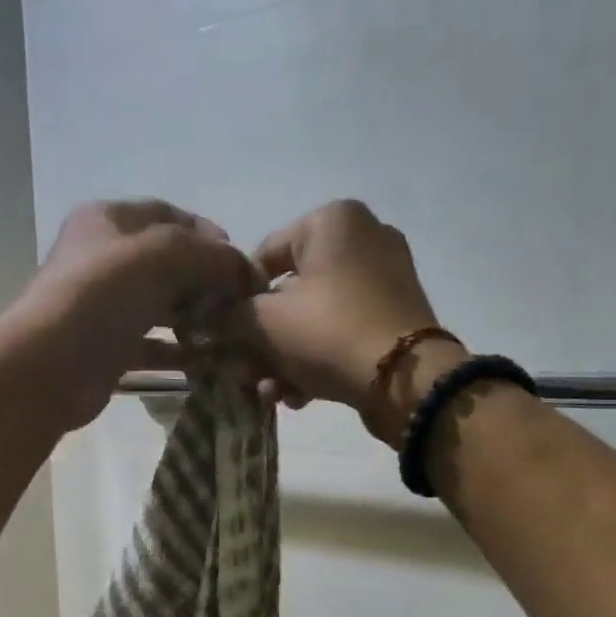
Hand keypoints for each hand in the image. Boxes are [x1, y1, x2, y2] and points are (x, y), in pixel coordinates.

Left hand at [12, 199, 258, 429]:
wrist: (51, 365)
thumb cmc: (103, 294)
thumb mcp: (164, 256)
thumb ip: (211, 255)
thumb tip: (247, 271)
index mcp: (108, 220)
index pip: (168, 215)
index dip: (208, 234)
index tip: (240, 261)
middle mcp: (104, 258)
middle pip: (167, 263)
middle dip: (206, 280)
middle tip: (239, 303)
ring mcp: (104, 306)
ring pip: (161, 306)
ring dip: (197, 319)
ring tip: (230, 333)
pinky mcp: (108, 348)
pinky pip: (152, 346)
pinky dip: (179, 352)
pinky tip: (207, 362)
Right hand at [231, 200, 461, 442]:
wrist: (405, 381)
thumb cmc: (328, 332)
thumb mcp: (264, 322)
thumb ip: (229, 315)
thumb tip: (210, 318)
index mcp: (332, 220)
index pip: (263, 254)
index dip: (236, 298)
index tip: (225, 334)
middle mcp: (364, 238)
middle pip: (290, 292)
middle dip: (263, 339)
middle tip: (244, 372)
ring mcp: (385, 278)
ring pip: (315, 317)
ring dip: (285, 358)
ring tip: (269, 394)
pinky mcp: (396, 316)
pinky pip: (343, 331)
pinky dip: (318, 359)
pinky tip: (298, 396)